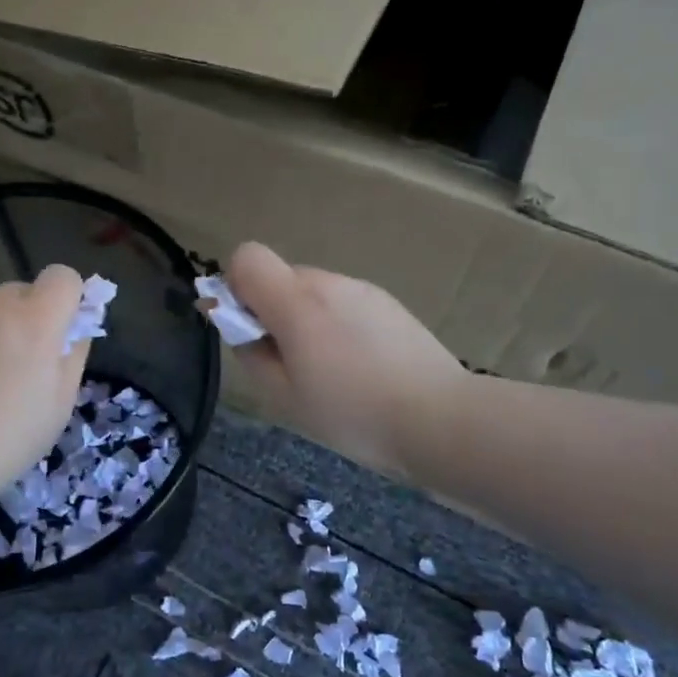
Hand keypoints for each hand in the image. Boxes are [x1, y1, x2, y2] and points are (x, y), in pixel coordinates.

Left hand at [0, 264, 88, 508]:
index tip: (66, 336)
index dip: (71, 299)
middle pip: (22, 292)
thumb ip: (72, 356)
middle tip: (29, 369)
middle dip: (33, 318)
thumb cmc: (5, 439)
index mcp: (33, 320)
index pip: (62, 277)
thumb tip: (75, 330)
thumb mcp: (59, 406)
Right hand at [226, 242, 465, 478]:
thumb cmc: (353, 413)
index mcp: (297, 302)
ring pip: (314, 292)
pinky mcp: (389, 304)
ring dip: (306, 320)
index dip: (235, 287)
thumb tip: (237, 325)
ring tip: (331, 372)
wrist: (441, 418)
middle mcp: (329, 282)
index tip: (248, 329)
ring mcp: (363, 290)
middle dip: (272, 311)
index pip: (247, 257)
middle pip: (281, 277)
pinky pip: (344, 303)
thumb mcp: (284, 395)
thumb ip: (251, 352)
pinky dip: (337, 326)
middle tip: (289, 365)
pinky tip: (361, 367)